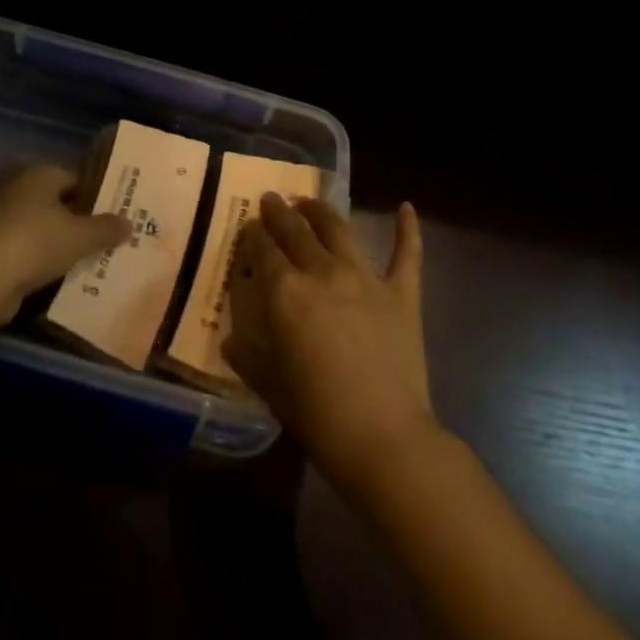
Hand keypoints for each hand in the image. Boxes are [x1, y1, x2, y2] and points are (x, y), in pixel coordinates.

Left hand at [0, 164, 130, 313]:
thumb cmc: (36, 244)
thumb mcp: (81, 238)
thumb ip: (106, 229)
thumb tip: (128, 223)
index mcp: (38, 174)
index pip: (74, 179)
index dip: (93, 198)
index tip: (109, 219)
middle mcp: (13, 186)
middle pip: (52, 202)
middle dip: (72, 220)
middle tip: (96, 241)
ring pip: (33, 225)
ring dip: (51, 241)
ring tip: (76, 262)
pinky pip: (16, 246)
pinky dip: (30, 258)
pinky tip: (47, 277)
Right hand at [222, 195, 437, 493]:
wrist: (384, 439)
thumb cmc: (318, 416)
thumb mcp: (270, 386)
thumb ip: (248, 356)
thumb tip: (231, 339)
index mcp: (285, 292)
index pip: (263, 250)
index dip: (254, 235)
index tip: (249, 226)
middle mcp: (322, 272)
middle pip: (296, 230)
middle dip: (280, 212)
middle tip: (272, 200)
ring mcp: (365, 278)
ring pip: (339, 229)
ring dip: (321, 211)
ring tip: (310, 202)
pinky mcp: (401, 293)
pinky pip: (406, 253)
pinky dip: (407, 228)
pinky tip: (406, 207)